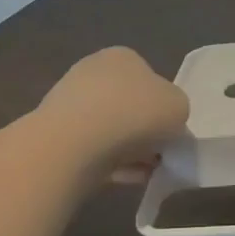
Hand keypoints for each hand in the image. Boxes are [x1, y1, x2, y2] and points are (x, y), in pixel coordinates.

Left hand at [40, 48, 188, 173]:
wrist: (73, 145)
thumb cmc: (134, 114)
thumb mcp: (179, 106)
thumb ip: (176, 111)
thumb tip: (165, 124)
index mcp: (123, 57)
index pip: (149, 79)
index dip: (163, 106)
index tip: (171, 131)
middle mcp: (93, 72)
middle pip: (128, 105)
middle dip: (144, 131)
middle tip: (159, 154)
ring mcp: (69, 103)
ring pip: (110, 130)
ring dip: (129, 150)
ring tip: (145, 172)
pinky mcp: (55, 134)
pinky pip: (92, 150)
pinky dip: (110, 164)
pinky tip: (125, 178)